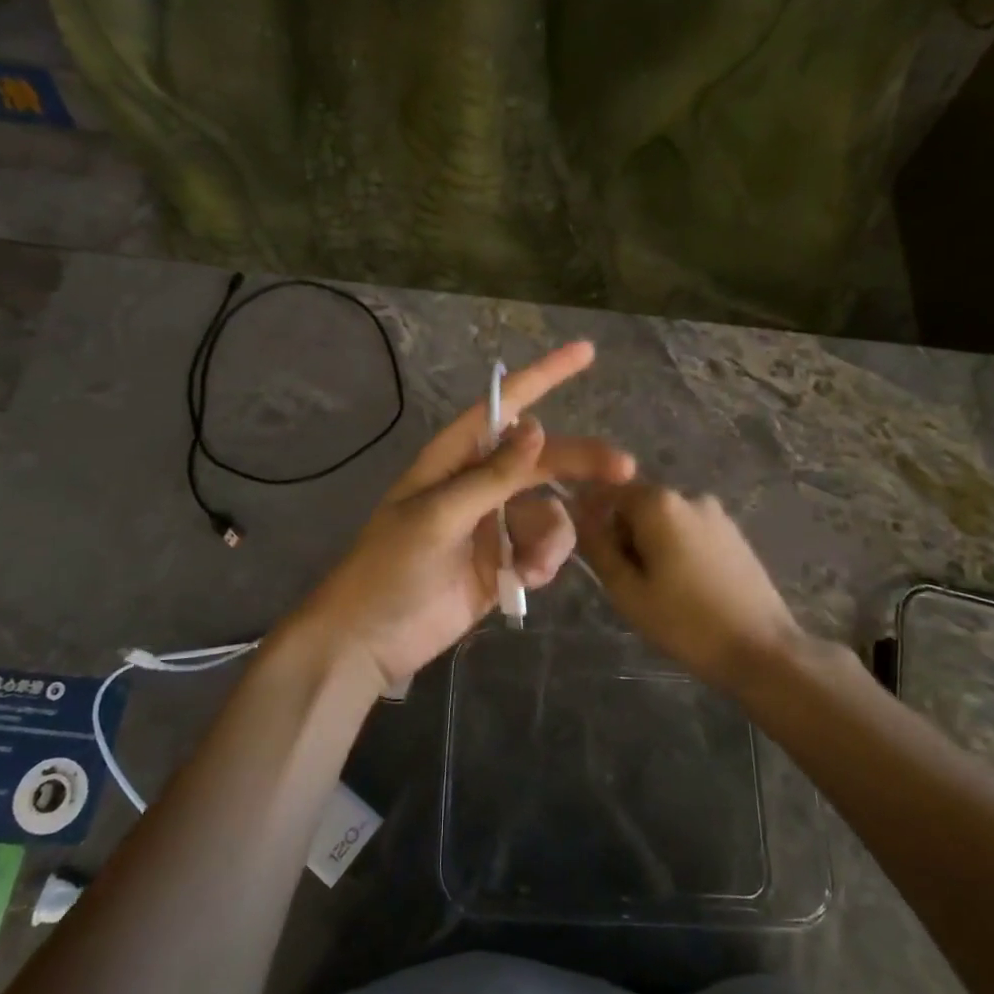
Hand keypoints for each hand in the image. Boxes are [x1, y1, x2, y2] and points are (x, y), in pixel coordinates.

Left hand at [281, 342, 635, 692]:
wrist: (369, 640)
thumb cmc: (390, 568)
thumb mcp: (437, 516)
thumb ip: (491, 476)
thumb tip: (537, 426)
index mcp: (452, 460)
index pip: (502, 408)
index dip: (543, 377)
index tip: (586, 353)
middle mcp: (476, 484)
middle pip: (540, 459)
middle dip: (578, 462)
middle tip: (624, 469)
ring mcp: (491, 525)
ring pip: (547, 510)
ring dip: (550, 535)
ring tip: (532, 566)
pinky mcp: (501, 563)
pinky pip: (541, 548)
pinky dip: (542, 561)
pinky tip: (524, 580)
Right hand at [574, 482, 824, 686]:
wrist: (762, 650)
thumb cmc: (685, 622)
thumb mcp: (627, 590)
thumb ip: (598, 547)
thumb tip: (578, 515)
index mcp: (659, 503)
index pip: (608, 494)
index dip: (594, 522)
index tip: (597, 559)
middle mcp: (689, 497)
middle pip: (638, 506)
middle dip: (625, 537)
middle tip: (629, 584)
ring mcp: (717, 515)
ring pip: (664, 522)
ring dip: (652, 547)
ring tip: (659, 593)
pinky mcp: (734, 535)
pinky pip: (690, 534)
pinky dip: (678, 553)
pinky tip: (687, 590)